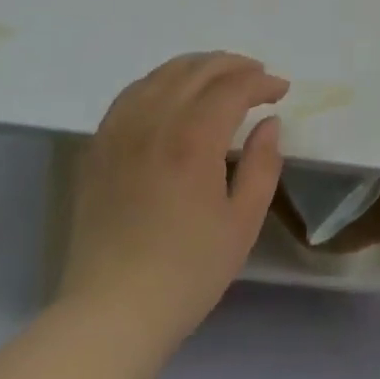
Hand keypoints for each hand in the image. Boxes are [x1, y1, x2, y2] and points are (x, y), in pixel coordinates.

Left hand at [59, 53, 287, 349]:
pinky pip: (131, 94)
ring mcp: (120, 131)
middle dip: (233, 65)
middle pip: (197, 70)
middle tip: (257, 75)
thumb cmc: (186, 273)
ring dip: (197, 66)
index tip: (281, 90)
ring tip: (219, 77)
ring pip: (162, 75)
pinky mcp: (98, 147)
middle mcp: (154, 122)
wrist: (111, 313)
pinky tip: (171, 93)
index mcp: (193, 139)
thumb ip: (262, 165)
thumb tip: (268, 123)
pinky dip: (159, 81)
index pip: (232, 87)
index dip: (260, 82)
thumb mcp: (242, 224)